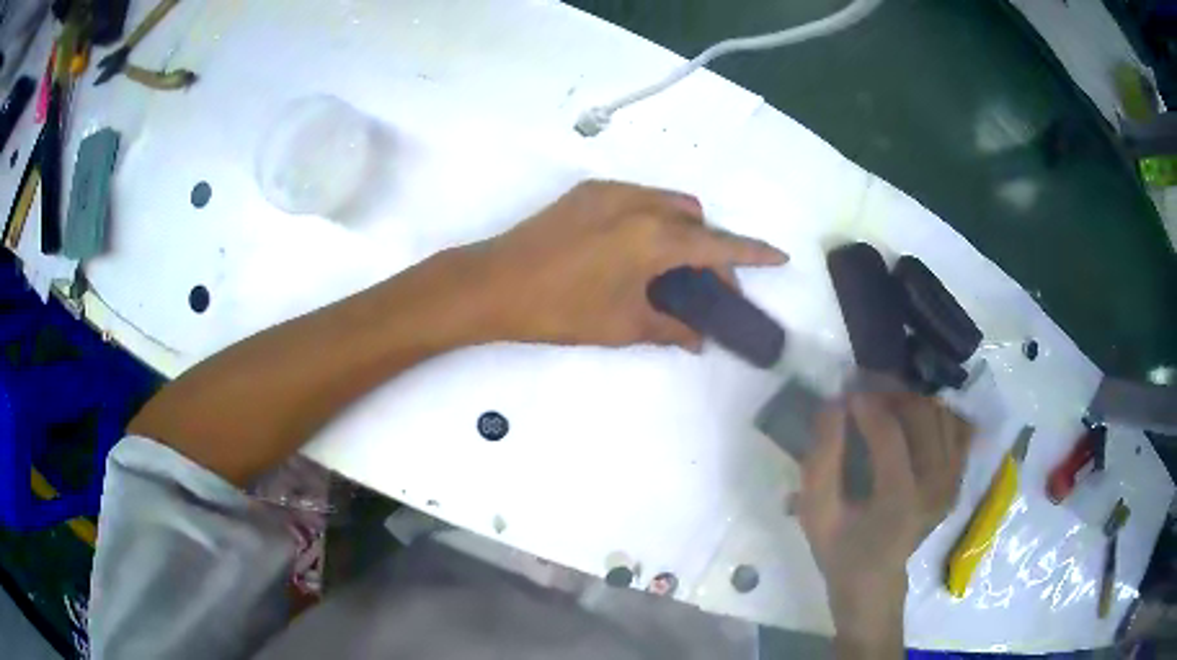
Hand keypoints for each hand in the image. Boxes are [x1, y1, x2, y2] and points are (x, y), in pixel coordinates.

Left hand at [454, 180, 786, 348]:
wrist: (493, 283)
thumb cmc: (560, 310)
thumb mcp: (622, 325)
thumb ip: (669, 329)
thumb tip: (698, 339)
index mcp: (654, 238)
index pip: (718, 246)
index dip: (752, 254)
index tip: (779, 257)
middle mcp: (639, 203)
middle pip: (696, 219)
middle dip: (711, 248)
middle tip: (706, 287)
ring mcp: (611, 191)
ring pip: (668, 202)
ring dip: (683, 229)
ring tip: (672, 268)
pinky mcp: (587, 191)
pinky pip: (638, 197)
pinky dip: (653, 218)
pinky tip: (637, 250)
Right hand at [796, 391, 971, 657]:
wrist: (874, 582)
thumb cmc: (840, 550)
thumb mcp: (816, 514)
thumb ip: (821, 460)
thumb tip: (833, 405)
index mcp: (900, 500)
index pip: (890, 433)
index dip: (867, 404)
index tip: (845, 391)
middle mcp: (936, 485)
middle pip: (924, 414)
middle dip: (893, 391)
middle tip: (865, 387)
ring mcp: (952, 481)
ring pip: (942, 415)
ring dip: (914, 398)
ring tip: (886, 399)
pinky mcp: (957, 478)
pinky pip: (955, 428)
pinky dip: (936, 412)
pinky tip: (913, 415)